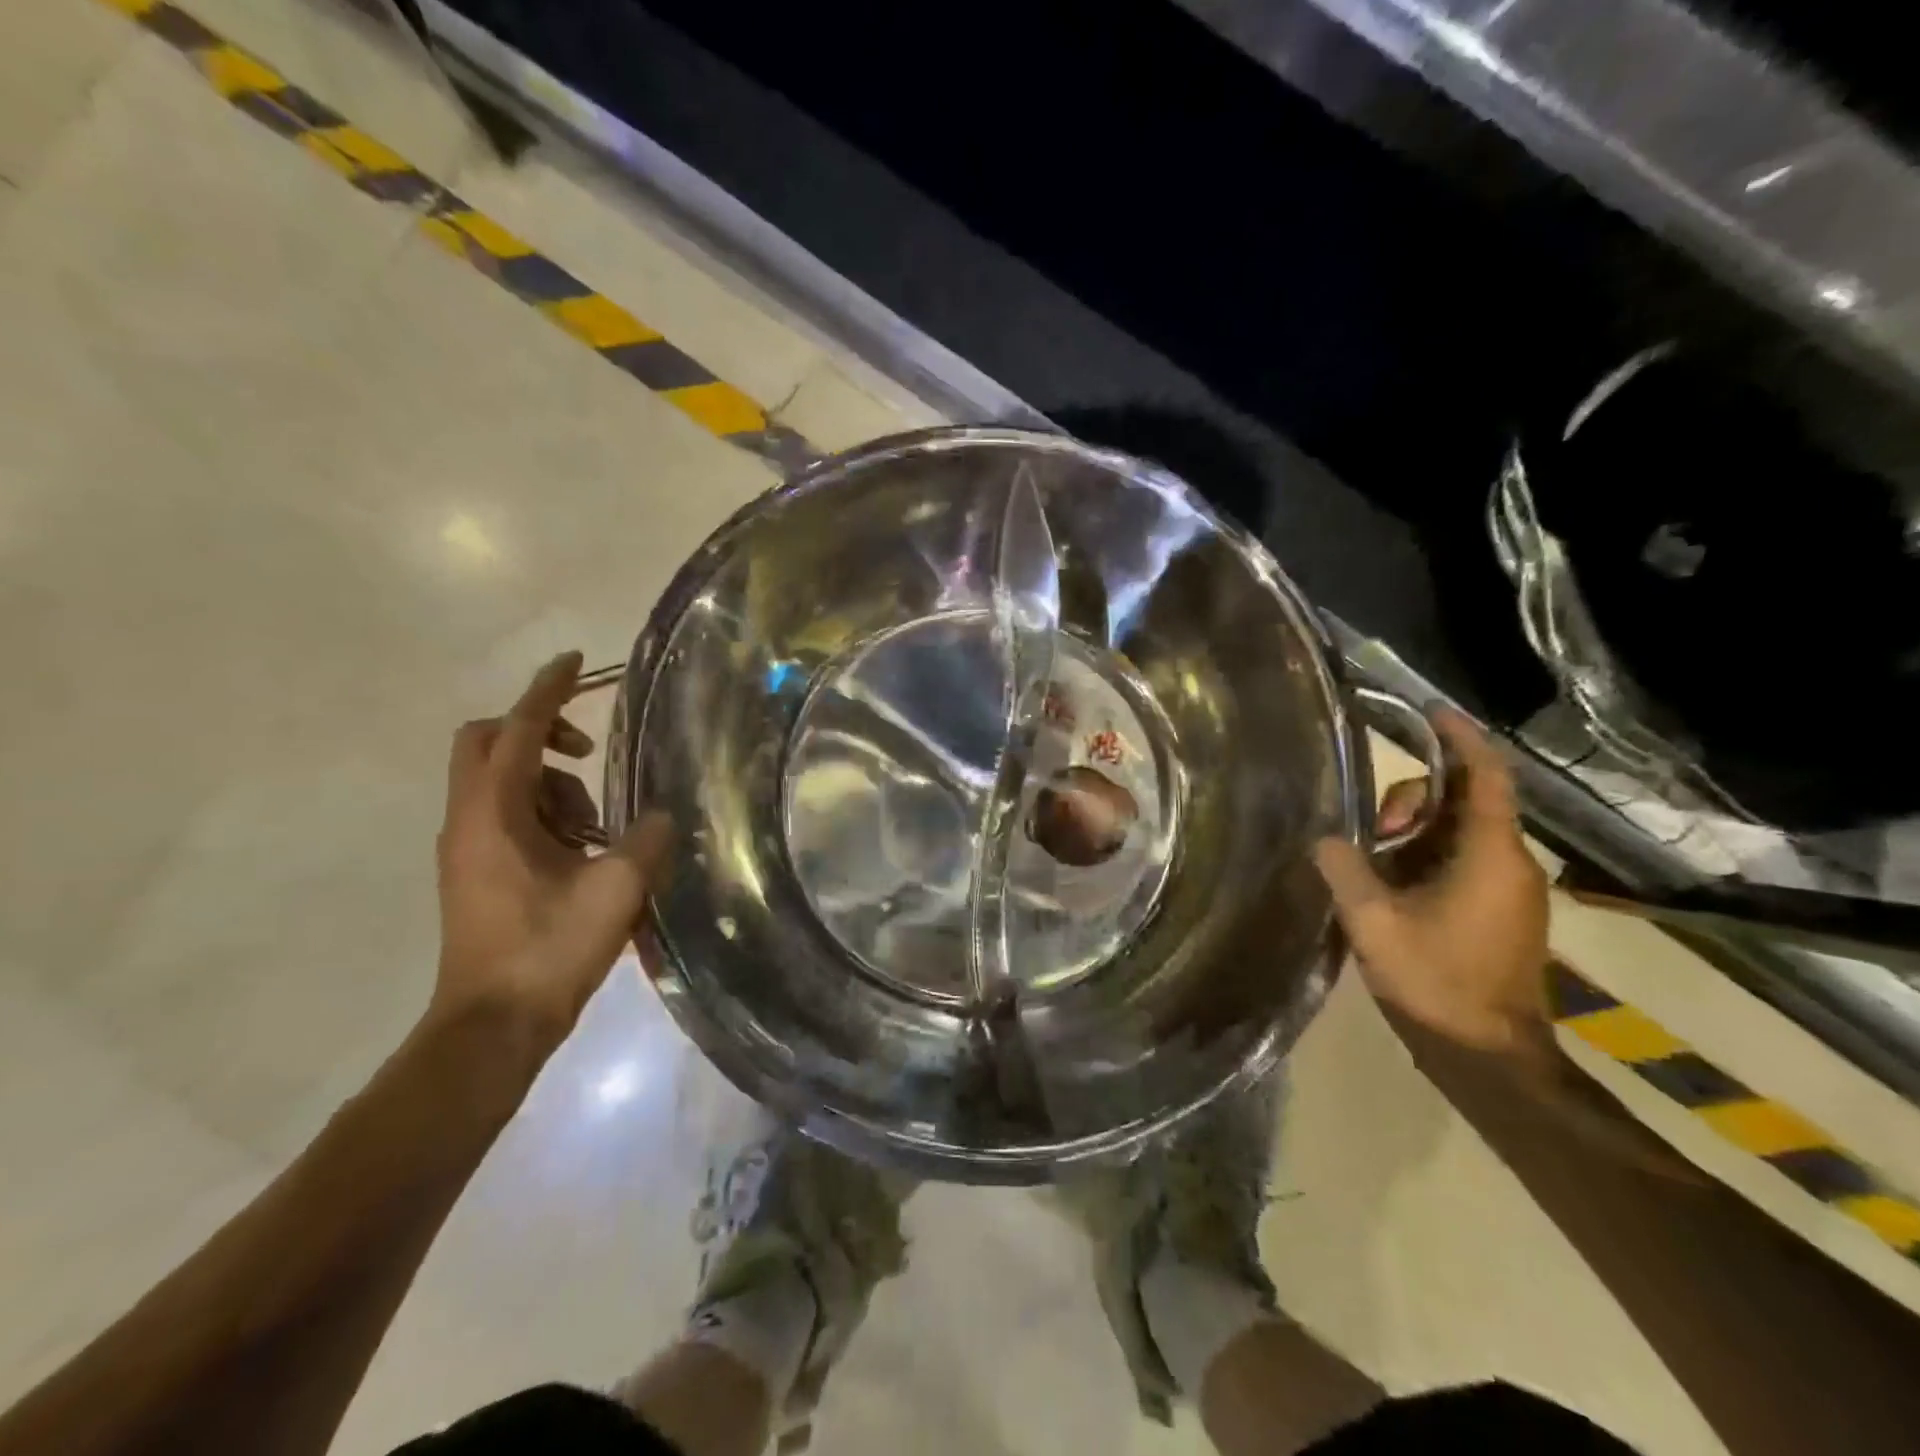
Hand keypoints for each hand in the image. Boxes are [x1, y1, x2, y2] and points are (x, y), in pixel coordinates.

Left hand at [432, 651, 672, 1046]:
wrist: (493, 1026)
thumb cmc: (550, 950)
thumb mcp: (615, 888)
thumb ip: (646, 838)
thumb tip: (661, 815)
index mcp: (494, 814)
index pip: (517, 730)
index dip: (548, 690)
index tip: (577, 662)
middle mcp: (469, 820)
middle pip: (487, 744)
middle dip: (539, 733)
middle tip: (587, 755)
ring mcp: (467, 848)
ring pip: (503, 783)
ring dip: (552, 786)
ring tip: (599, 828)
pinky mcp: (476, 872)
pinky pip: (507, 816)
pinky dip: (545, 815)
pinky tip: (585, 852)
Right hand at [1312, 708, 1550, 1059]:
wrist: (1489, 1057)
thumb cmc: (1437, 982)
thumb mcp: (1373, 921)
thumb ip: (1344, 868)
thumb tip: (1326, 839)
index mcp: (1489, 854)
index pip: (1485, 775)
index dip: (1460, 738)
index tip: (1430, 713)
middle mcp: (1510, 863)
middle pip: (1463, 802)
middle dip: (1412, 801)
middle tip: (1370, 830)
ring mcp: (1509, 891)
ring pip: (1458, 835)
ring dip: (1412, 834)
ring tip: (1369, 863)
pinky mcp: (1501, 914)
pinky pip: (1460, 863)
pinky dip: (1422, 858)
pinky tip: (1386, 886)